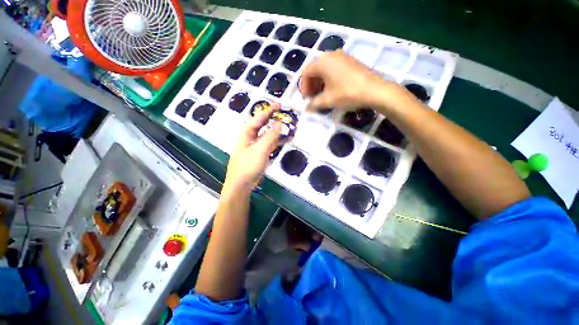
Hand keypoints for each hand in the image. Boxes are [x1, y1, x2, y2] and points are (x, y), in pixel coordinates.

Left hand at [224, 104, 282, 191]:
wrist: (241, 184)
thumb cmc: (248, 165)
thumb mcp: (260, 149)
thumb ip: (271, 136)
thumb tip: (280, 123)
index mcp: (247, 133)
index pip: (259, 118)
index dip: (269, 110)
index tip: (279, 104)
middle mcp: (251, 137)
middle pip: (263, 125)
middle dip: (274, 119)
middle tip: (286, 114)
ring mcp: (256, 146)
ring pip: (268, 135)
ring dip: (278, 131)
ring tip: (289, 127)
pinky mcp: (260, 154)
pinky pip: (270, 144)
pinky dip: (278, 141)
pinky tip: (286, 140)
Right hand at [300, 51, 394, 111]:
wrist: (374, 90)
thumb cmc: (347, 93)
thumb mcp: (327, 100)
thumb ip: (314, 104)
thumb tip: (306, 109)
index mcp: (323, 62)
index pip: (306, 72)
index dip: (303, 86)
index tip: (306, 98)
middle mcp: (331, 55)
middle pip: (315, 69)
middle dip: (311, 84)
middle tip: (312, 97)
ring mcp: (342, 56)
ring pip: (324, 68)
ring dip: (320, 81)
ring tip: (321, 94)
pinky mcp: (350, 61)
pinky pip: (334, 68)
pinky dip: (329, 78)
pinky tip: (332, 89)